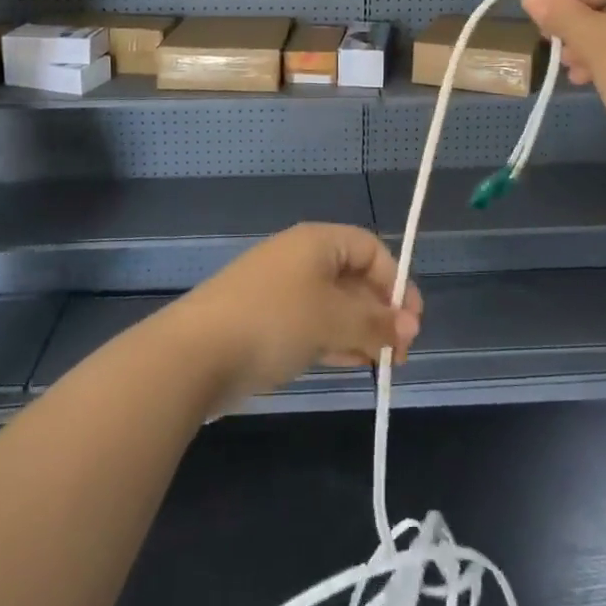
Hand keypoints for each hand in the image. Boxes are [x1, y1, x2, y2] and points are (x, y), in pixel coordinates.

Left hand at [167, 224, 422, 408]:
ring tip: (383, 363)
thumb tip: (410, 327)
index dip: (395, 281)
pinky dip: (336, 340)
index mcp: (317, 242)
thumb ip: (375, 323)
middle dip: (380, 311)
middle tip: (401, 350)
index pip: (370, 248)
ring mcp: (281, 290)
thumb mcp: (332, 319)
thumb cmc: (273, 321)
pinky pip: (313, 324)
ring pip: (334, 304)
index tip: (411, 322)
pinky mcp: (266, 321)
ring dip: (361, 330)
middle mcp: (300, 258)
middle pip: (353, 277)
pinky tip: (352, 364)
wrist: (194, 354)